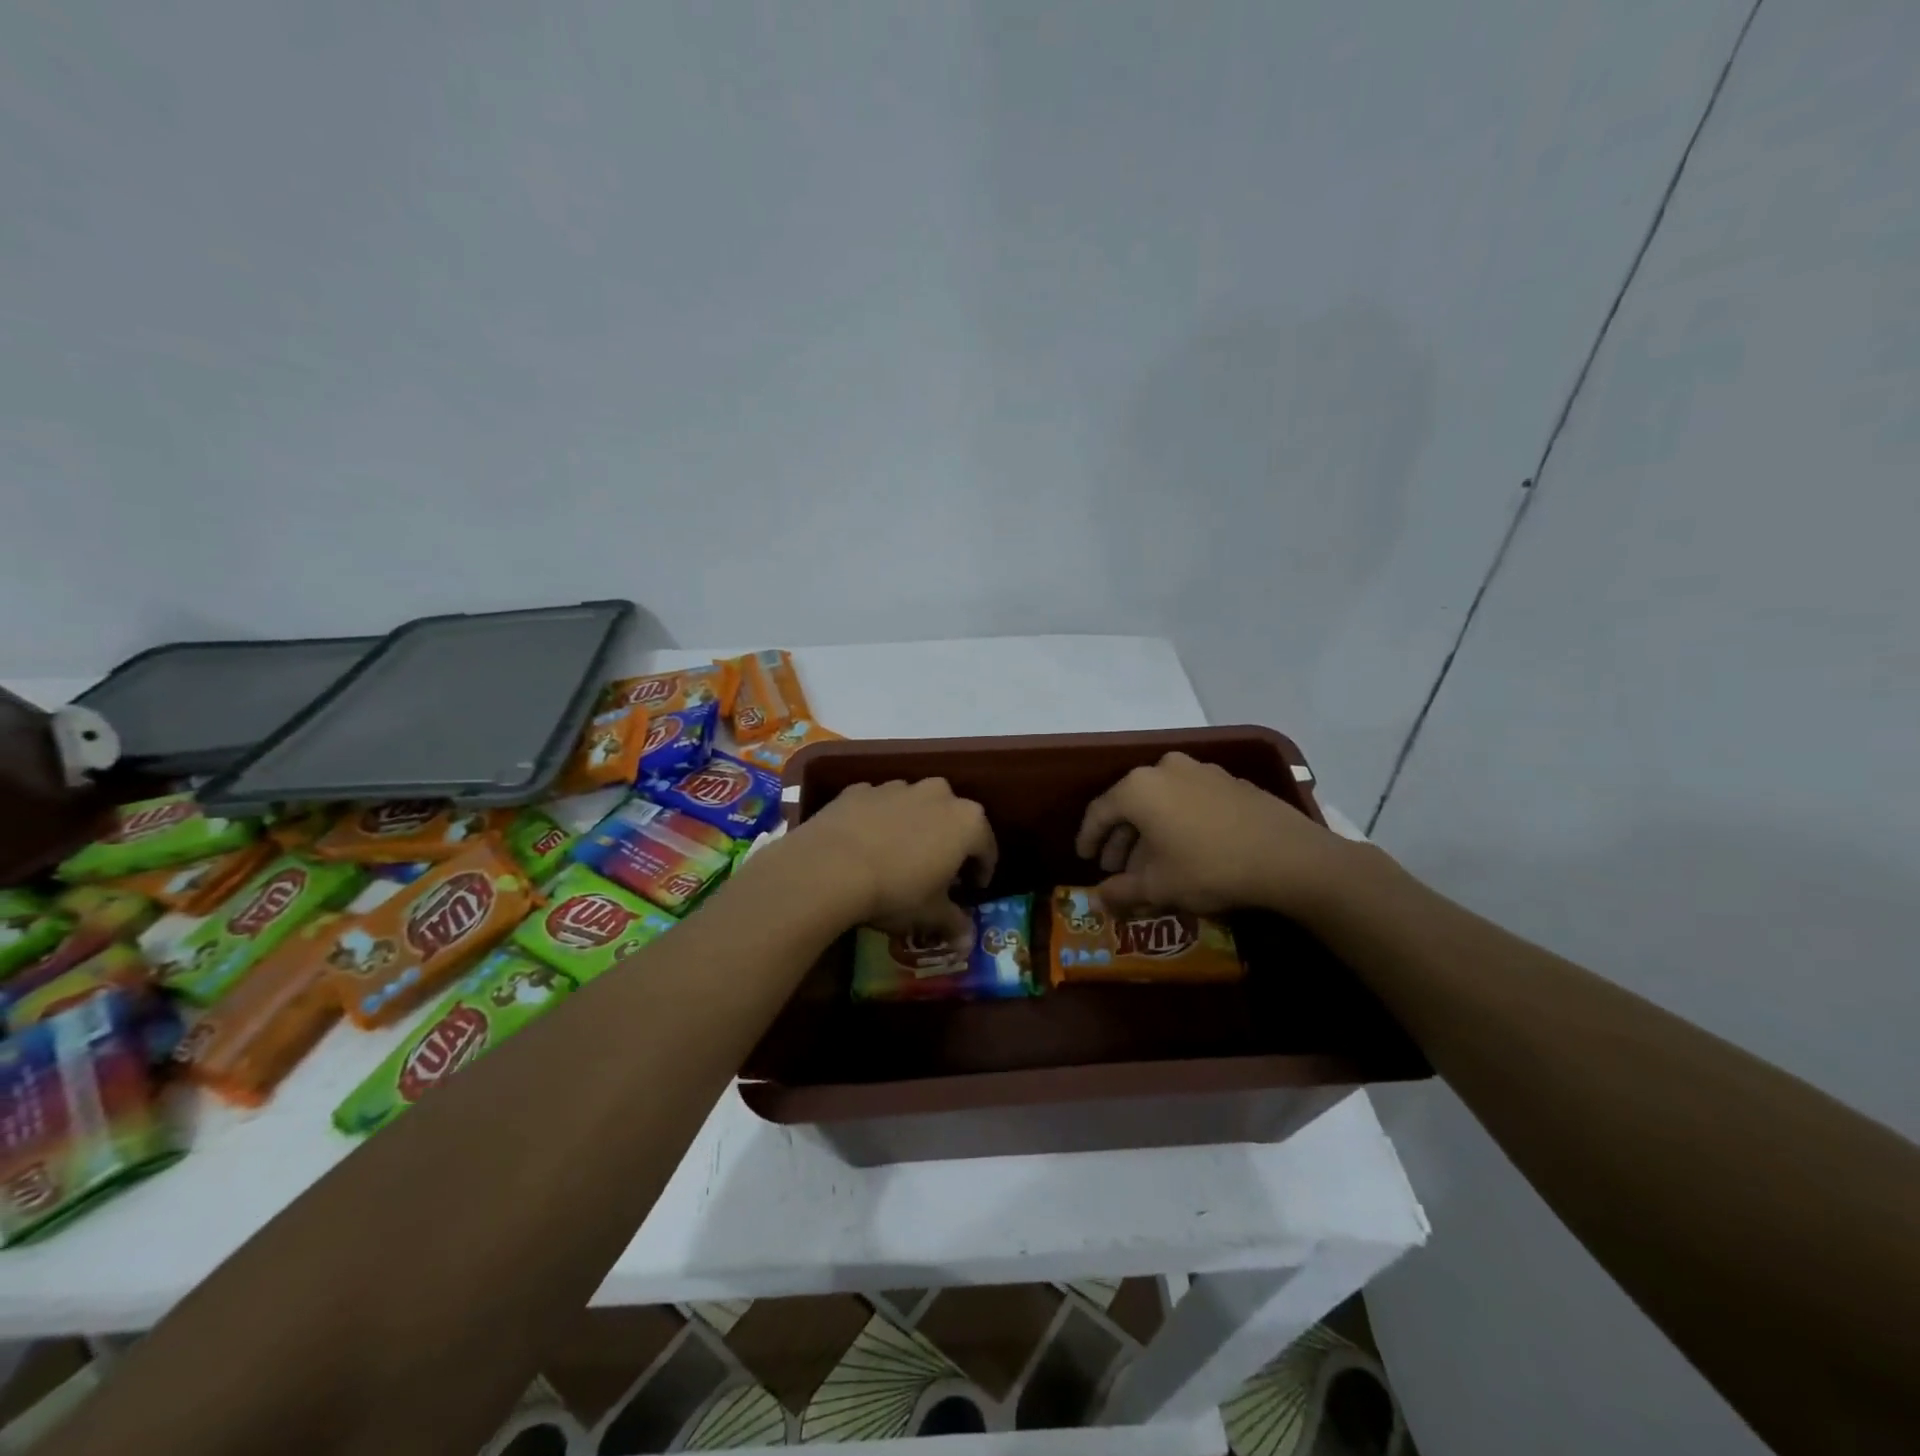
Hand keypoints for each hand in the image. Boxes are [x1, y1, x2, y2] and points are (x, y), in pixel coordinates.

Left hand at [781, 778, 996, 942]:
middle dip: (949, 842)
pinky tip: (866, 845)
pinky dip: (878, 821)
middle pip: (953, 818)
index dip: (982, 870)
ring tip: (899, 856)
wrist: (829, 867)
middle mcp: (937, 794)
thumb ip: (954, 922)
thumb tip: (968, 940)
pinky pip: (878, 806)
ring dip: (914, 827)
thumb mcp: (930, 915)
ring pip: (915, 806)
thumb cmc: (895, 891)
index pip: (987, 846)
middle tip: (938, 871)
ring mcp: (897, 787)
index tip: (972, 889)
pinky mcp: (860, 790)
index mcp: (967, 821)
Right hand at [1073, 751, 1347, 917]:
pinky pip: (1189, 800)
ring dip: (1150, 831)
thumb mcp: (1158, 886)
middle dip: (1121, 838)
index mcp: (1138, 788)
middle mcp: (1164, 769)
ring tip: (1152, 863)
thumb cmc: (1208, 867)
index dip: (1088, 838)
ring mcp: (1200, 771)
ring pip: (1161, 802)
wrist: (1287, 856)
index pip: (1099, 812)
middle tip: (1117, 868)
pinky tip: (1187, 849)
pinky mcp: (1229, 781)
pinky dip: (1178, 822)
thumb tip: (1097, 901)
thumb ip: (1121, 891)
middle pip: (1130, 804)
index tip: (1085, 859)